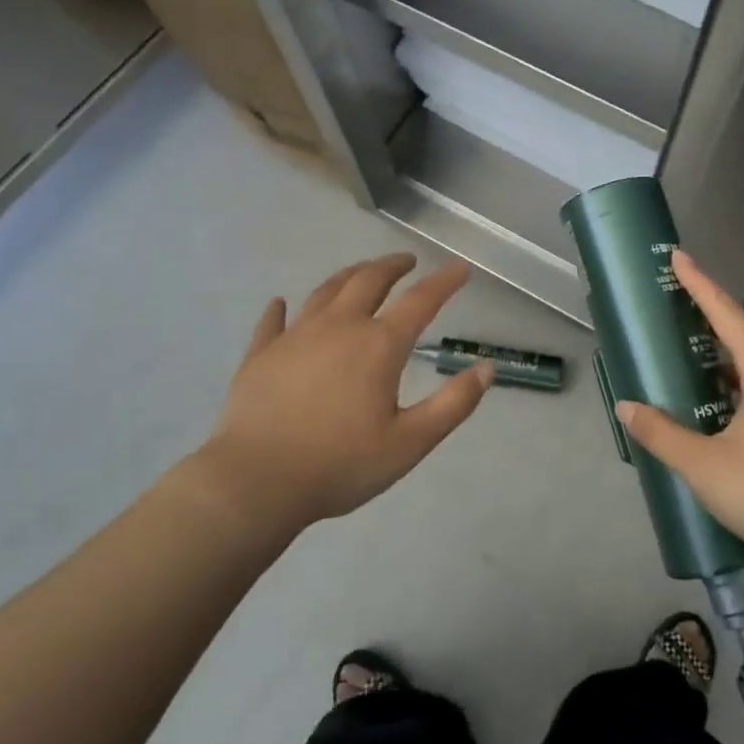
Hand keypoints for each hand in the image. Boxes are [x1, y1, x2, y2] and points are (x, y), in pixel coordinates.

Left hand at [189, 254, 492, 537]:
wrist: (256, 482)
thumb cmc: (340, 464)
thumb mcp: (410, 443)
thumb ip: (453, 405)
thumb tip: (486, 368)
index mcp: (378, 346)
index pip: (420, 302)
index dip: (444, 283)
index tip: (459, 268)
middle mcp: (339, 327)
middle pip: (369, 281)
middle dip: (392, 266)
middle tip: (407, 261)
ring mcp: (295, 336)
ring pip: (325, 291)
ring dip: (349, 276)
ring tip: (362, 273)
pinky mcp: (261, 354)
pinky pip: (273, 321)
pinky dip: (281, 309)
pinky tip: (281, 303)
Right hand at [615, 250, 743, 573]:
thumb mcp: (705, 467)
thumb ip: (662, 433)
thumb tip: (626, 407)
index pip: (727, 314)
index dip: (700, 284)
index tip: (678, 257)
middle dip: (713, 313)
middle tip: (678, 306)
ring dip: (730, 346)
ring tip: (696, 349)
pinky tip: (727, 396)